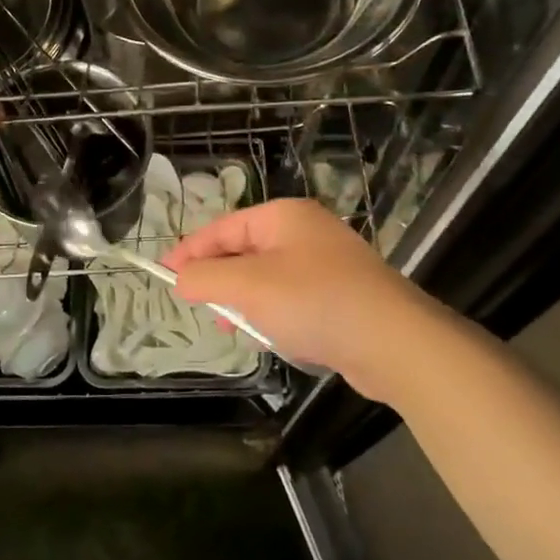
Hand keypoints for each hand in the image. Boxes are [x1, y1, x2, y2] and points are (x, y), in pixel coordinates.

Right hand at [164, 198, 453, 400]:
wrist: (394, 342)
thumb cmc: (314, 302)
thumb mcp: (248, 287)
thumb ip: (206, 279)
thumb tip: (181, 279)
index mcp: (283, 216)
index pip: (222, 227)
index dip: (190, 251)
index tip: (164, 275)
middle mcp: (306, 232)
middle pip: (244, 251)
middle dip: (220, 281)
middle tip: (202, 308)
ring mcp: (328, 263)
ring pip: (267, 278)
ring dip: (247, 302)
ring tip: (237, 330)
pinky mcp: (343, 295)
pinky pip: (293, 298)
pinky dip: (275, 315)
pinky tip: (274, 337)